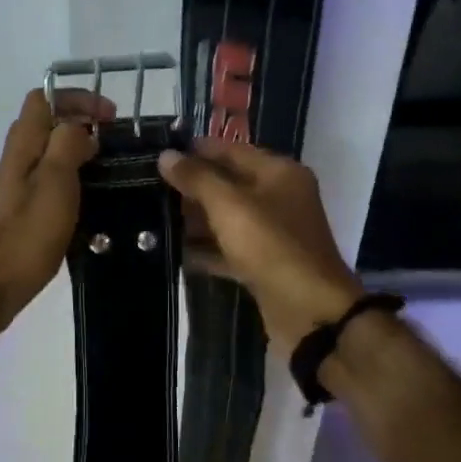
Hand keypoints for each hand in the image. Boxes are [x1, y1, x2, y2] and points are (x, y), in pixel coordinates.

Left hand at [0, 87, 112, 334]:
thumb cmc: (25, 233)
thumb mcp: (55, 181)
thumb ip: (67, 144)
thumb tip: (80, 128)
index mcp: (24, 145)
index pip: (44, 98)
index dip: (77, 98)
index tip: (111, 116)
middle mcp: (18, 160)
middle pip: (47, 124)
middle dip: (82, 124)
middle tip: (116, 144)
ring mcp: (18, 187)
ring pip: (50, 154)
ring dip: (80, 154)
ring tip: (112, 171)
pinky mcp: (23, 213)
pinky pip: (51, 183)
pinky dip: (74, 182)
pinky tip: (93, 203)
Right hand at [157, 138, 363, 352]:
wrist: (310, 312)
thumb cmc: (271, 246)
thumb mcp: (229, 205)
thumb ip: (197, 178)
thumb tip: (166, 154)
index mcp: (278, 173)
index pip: (231, 150)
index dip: (196, 150)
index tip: (159, 153)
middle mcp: (279, 197)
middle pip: (229, 183)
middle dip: (192, 186)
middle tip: (150, 187)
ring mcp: (273, 233)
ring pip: (227, 217)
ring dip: (196, 220)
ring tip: (155, 218)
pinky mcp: (265, 264)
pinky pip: (229, 249)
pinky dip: (207, 250)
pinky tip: (175, 253)